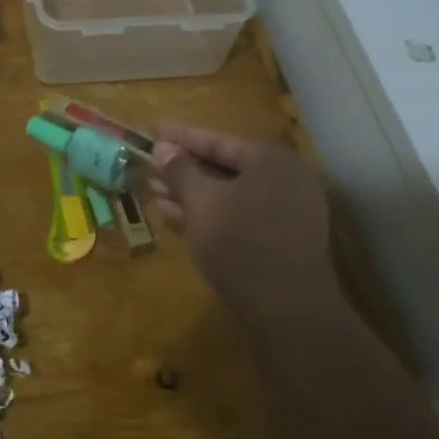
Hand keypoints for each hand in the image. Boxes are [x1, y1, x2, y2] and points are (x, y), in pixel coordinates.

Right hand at [149, 121, 338, 326]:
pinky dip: (209, 214)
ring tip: (155, 192)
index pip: (218, 140)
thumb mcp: (201, 202)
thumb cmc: (241, 242)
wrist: (288, 309)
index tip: (154, 129)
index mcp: (271, 160)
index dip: (181, 136)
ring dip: (191, 194)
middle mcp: (285, 180)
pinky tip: (176, 218)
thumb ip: (180, 171)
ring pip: (230, 195)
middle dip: (184, 168)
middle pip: (225, 167)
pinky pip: (239, 216)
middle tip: (150, 163)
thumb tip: (163, 148)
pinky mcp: (281, 240)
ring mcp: (286, 212)